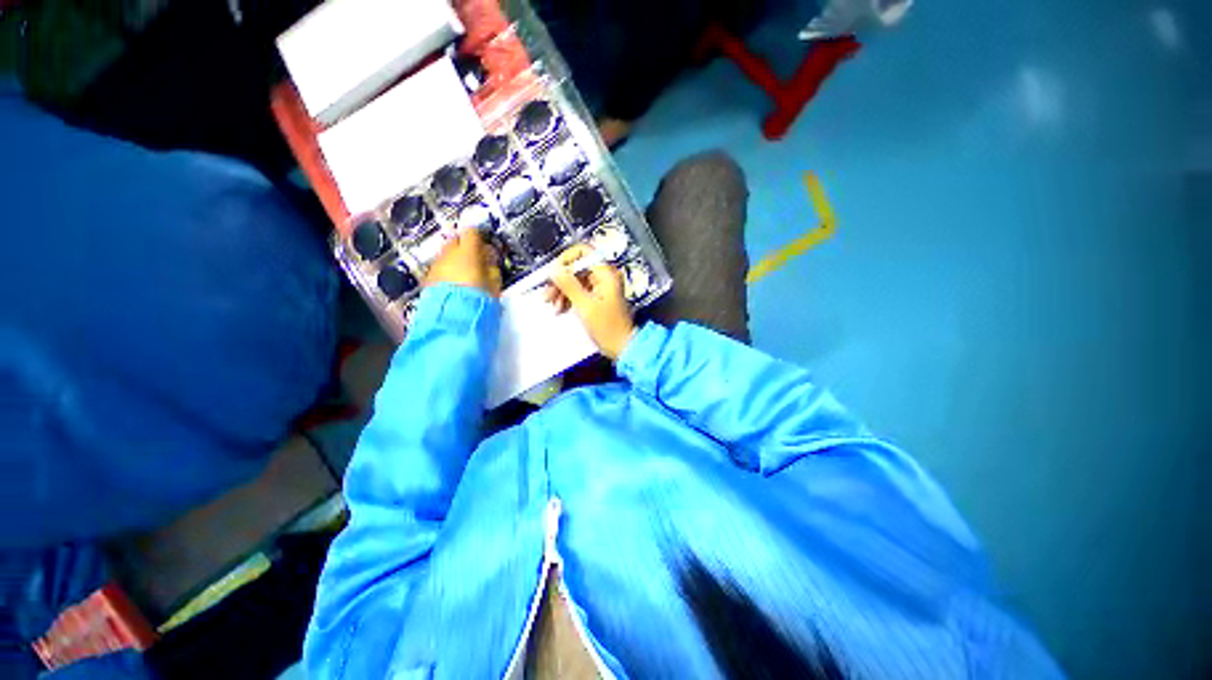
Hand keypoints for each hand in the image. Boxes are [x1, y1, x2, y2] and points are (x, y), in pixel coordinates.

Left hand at [425, 228, 502, 296]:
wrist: (455, 318)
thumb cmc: (477, 300)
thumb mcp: (494, 283)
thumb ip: (492, 266)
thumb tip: (491, 258)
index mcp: (467, 252)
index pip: (472, 232)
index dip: (480, 236)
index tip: (486, 244)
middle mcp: (448, 254)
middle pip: (456, 240)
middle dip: (466, 247)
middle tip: (477, 258)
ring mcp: (437, 265)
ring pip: (446, 254)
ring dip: (456, 259)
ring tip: (467, 273)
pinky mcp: (429, 277)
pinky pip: (440, 267)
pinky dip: (448, 271)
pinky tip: (456, 283)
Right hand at [546, 244, 635, 360]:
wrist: (622, 347)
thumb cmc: (607, 327)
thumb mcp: (585, 306)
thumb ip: (569, 285)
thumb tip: (554, 268)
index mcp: (606, 273)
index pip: (583, 252)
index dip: (565, 260)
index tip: (552, 274)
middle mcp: (605, 276)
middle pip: (577, 267)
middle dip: (560, 280)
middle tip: (547, 295)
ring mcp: (601, 287)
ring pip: (576, 280)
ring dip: (562, 291)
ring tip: (553, 306)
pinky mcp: (598, 297)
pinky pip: (580, 291)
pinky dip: (569, 298)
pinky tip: (561, 309)